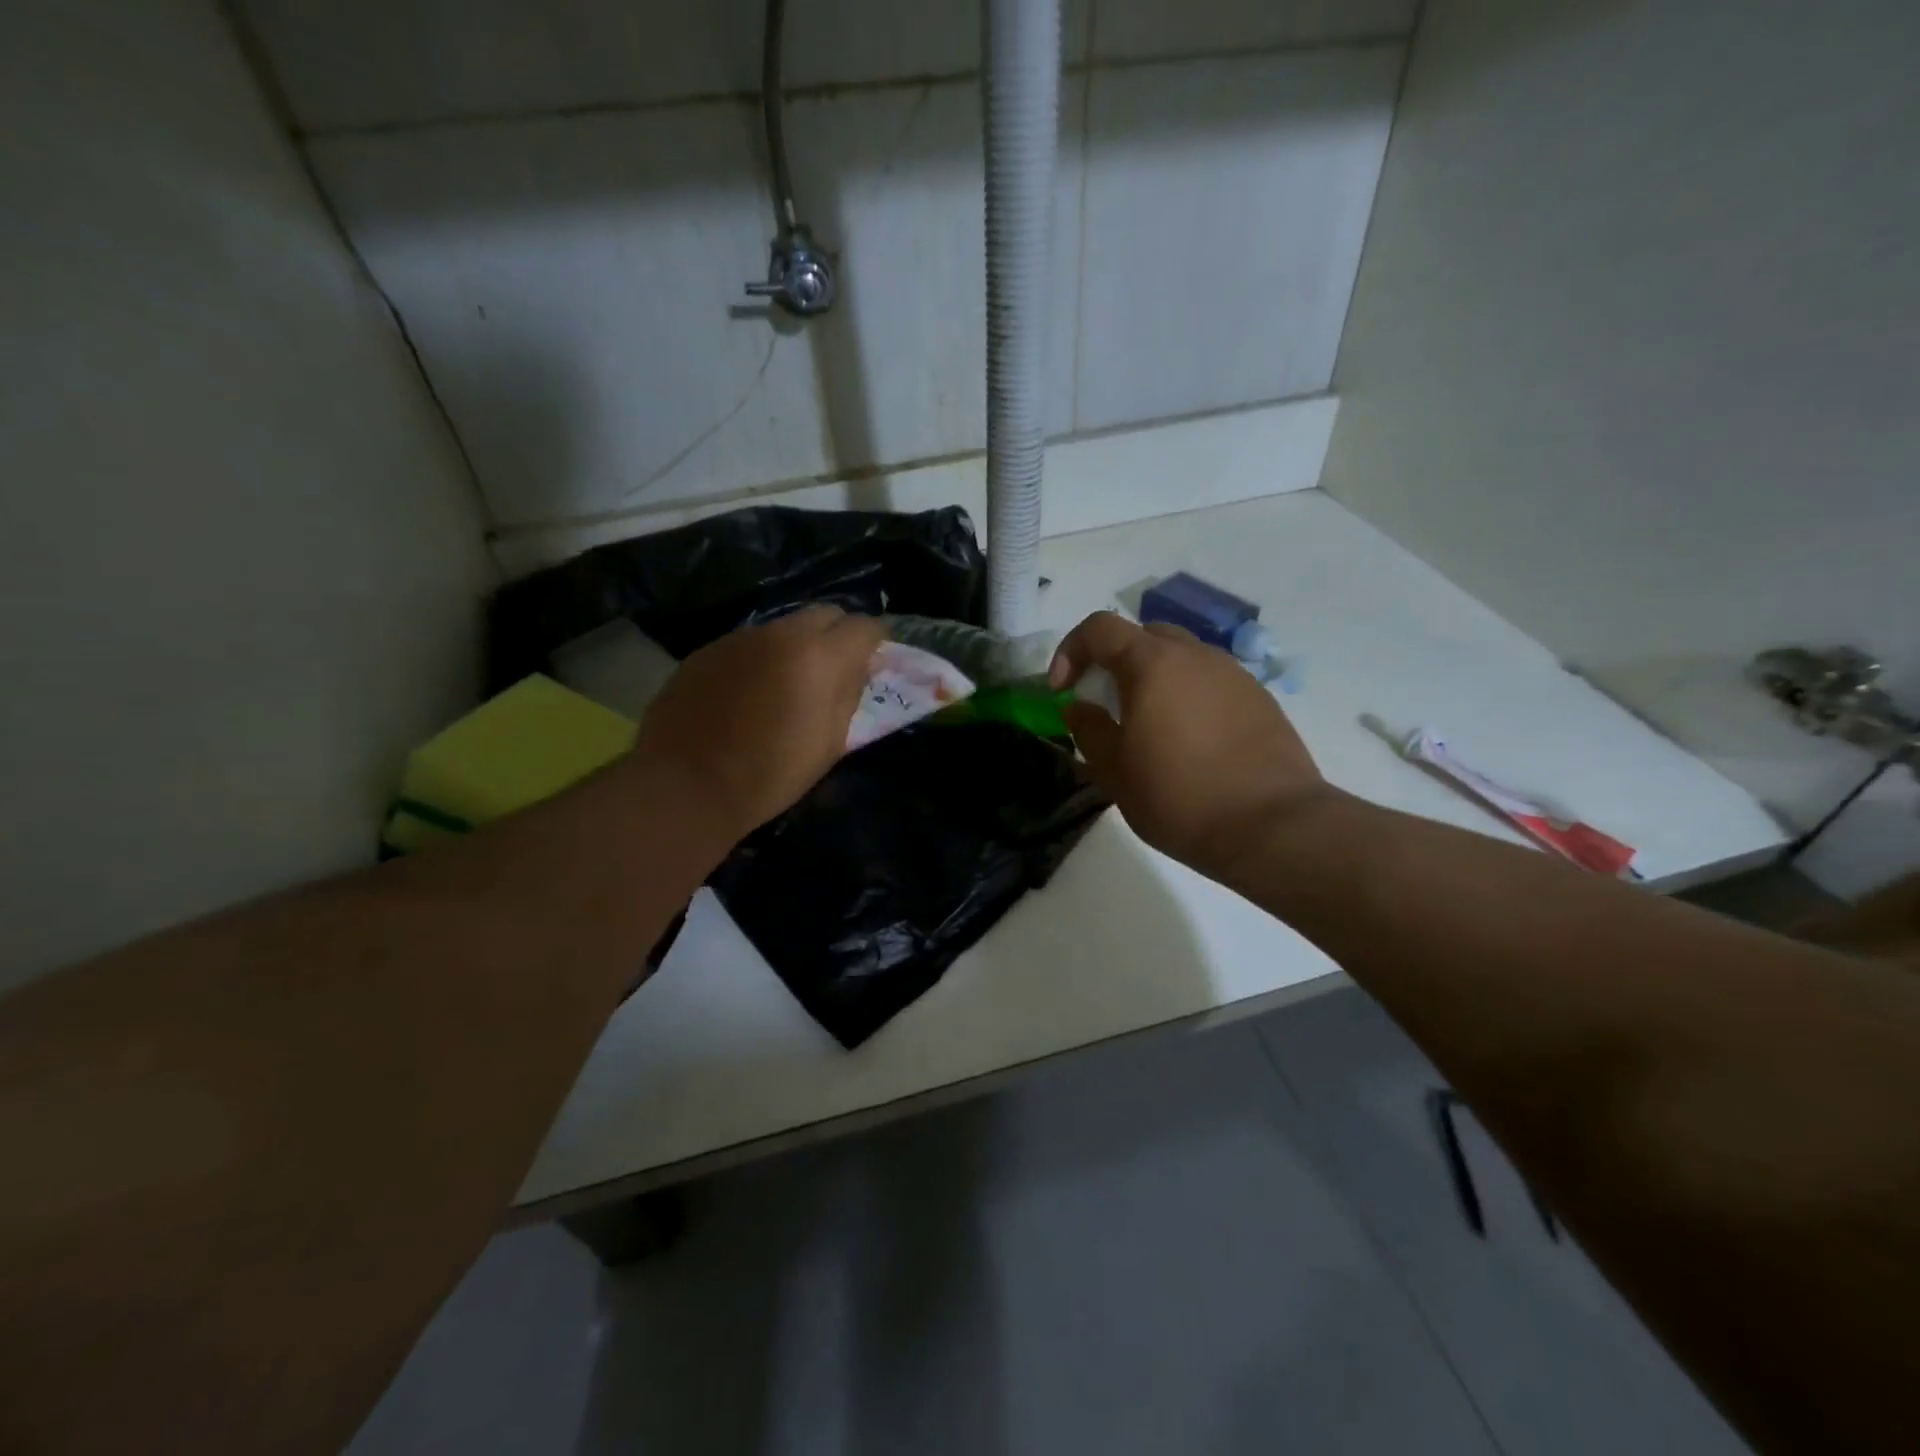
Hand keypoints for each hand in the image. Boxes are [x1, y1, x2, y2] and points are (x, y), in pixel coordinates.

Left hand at [631, 606, 885, 837]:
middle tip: (835, 669)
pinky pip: (749, 644)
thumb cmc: (770, 774)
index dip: (875, 642)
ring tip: (789, 684)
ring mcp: (740, 638)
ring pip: (784, 627)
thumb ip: (849, 695)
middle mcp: (781, 634)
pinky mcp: (708, 650)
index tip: (874, 662)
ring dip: (797, 646)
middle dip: (838, 635)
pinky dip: (761, 659)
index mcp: (819, 657)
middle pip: (825, 613)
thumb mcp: (829, 743)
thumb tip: (858, 668)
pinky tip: (749, 693)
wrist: (685, 784)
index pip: (864, 626)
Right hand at [1050, 611, 1328, 882]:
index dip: (1071, 650)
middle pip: (1143, 636)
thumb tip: (1079, 706)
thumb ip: (1089, 729)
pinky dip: (1188, 697)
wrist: (1272, 826)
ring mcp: (1233, 674)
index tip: (1063, 690)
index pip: (1099, 628)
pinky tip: (1191, 741)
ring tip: (1150, 726)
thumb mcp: (1115, 771)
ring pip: (1181, 658)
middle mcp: (1195, 655)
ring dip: (1154, 679)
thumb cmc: (1179, 797)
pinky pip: (1211, 682)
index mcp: (1153, 664)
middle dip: (1114, 661)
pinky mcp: (1260, 699)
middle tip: (1106, 704)